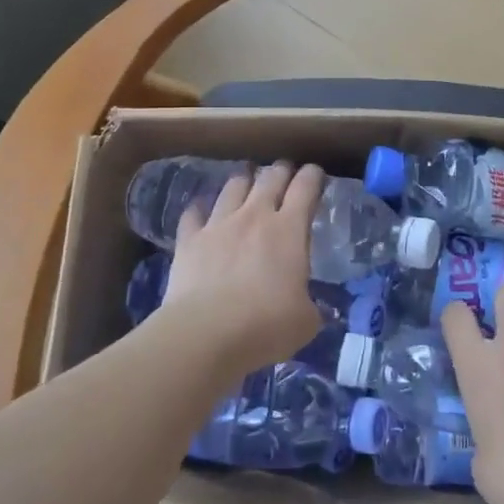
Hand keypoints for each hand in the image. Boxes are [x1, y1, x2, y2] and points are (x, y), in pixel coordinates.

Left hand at [159, 162, 324, 377]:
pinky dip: (200, 208)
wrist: (206, 333)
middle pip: (270, 178)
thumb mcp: (306, 321)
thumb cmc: (266, 325)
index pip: (305, 188)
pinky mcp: (188, 240)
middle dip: (280, 171)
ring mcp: (218, 225)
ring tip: (247, 179)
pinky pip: (193, 213)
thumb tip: (309, 307)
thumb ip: (310, 305)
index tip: (315, 173)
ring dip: (244, 180)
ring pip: (233, 187)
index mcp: (289, 230)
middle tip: (285, 170)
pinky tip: (201, 209)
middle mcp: (254, 217)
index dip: (312, 176)